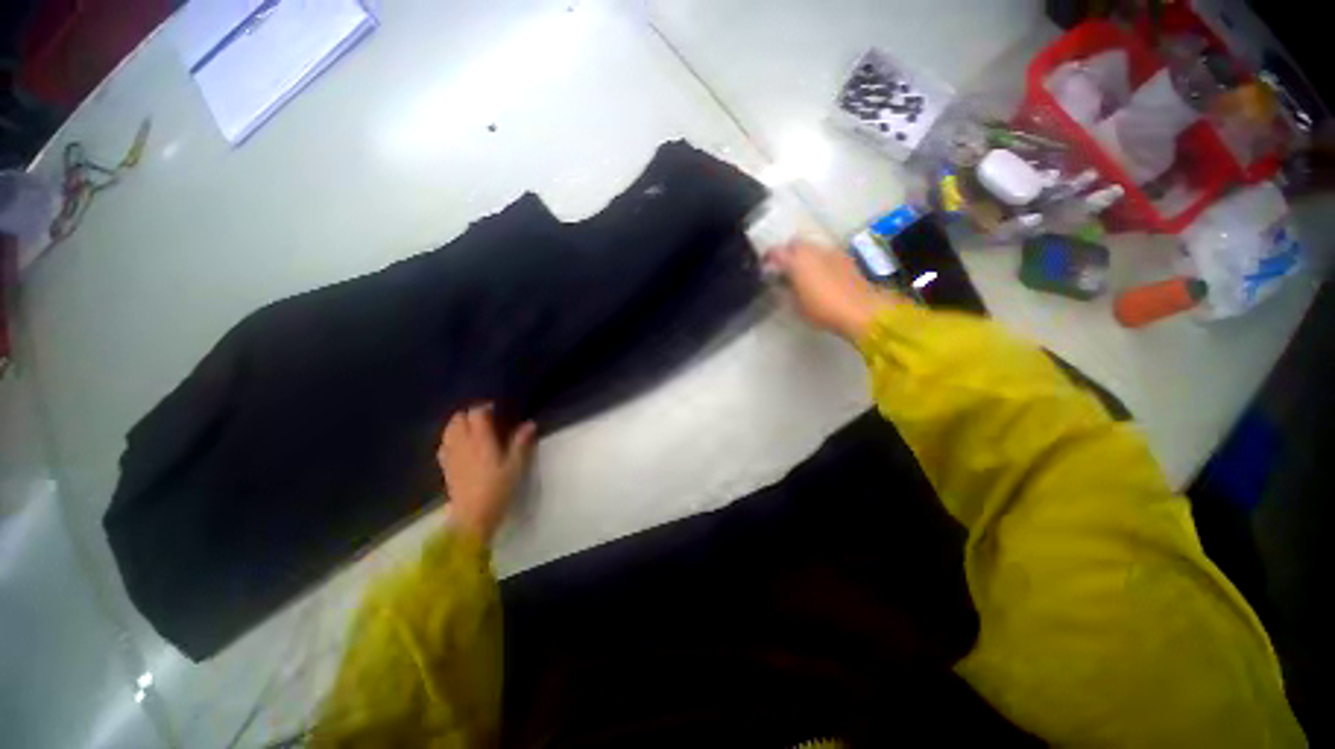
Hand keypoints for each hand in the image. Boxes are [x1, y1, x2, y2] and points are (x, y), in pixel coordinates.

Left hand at [438, 404, 536, 542]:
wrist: (473, 516)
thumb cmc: (498, 489)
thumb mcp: (516, 466)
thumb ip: (521, 443)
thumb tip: (529, 424)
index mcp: (480, 439)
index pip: (476, 413)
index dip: (484, 407)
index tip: (496, 408)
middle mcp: (462, 443)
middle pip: (458, 418)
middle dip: (469, 414)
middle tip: (485, 419)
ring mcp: (451, 455)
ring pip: (448, 430)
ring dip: (458, 424)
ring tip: (472, 429)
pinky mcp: (445, 467)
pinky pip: (443, 445)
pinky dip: (451, 439)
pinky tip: (460, 446)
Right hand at [767, 239, 902, 340]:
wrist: (862, 310)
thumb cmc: (823, 309)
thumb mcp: (796, 305)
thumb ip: (786, 289)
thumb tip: (782, 281)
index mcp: (797, 261)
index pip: (775, 252)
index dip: (768, 259)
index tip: (765, 268)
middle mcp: (813, 250)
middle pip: (795, 244)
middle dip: (787, 254)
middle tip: (784, 270)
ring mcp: (832, 252)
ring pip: (811, 248)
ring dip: (804, 257)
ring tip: (803, 275)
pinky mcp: (845, 259)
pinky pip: (825, 255)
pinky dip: (819, 261)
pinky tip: (820, 277)